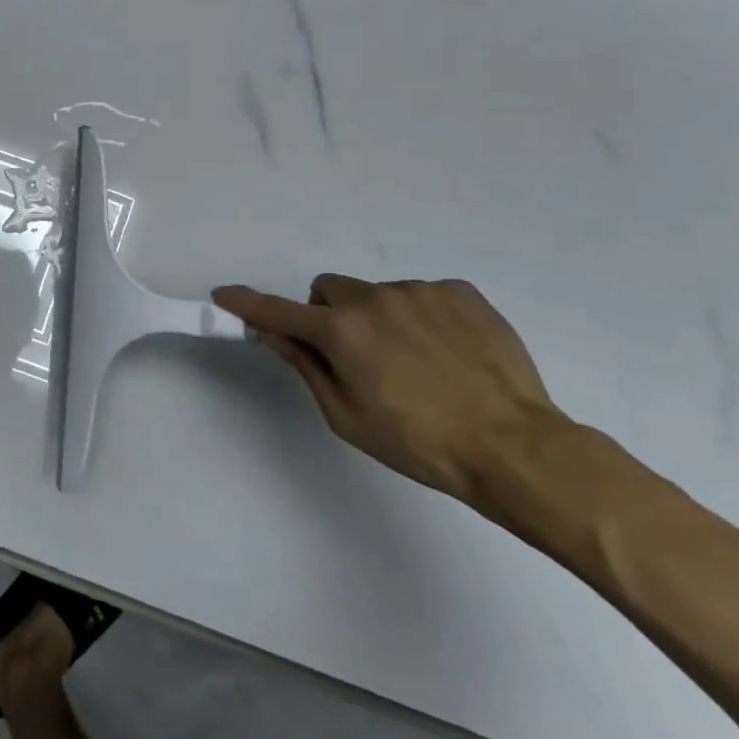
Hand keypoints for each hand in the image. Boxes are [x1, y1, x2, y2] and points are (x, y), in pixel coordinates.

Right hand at [212, 275, 566, 504]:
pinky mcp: (461, 292)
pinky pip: (422, 296)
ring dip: (378, 318)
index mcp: (342, 332)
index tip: (224, 294)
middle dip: (329, 315)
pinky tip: (447, 353)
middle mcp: (375, 299)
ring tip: (416, 363)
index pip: (279, 311)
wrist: (515, 447)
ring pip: (377, 294)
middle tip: (354, 356)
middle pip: (329, 291)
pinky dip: (421, 317)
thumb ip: (305, 366)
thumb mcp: (346, 416)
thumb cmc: (418, 442)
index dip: (247, 303)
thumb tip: (273, 333)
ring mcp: (421, 291)